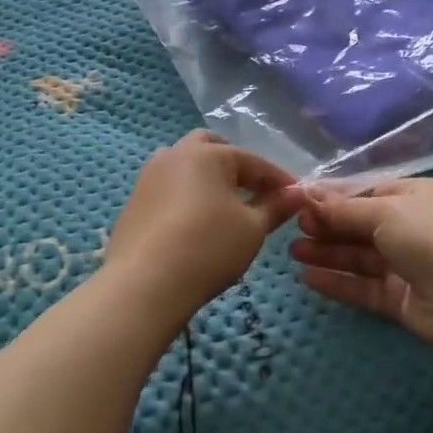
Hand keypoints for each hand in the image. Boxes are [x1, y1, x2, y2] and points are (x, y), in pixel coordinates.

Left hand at [105, 130, 302, 326]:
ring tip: (225, 207)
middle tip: (255, 192)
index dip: (278, 179)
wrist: (145, 284)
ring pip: (185, 166)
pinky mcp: (135, 203)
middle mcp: (174, 155)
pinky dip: (187, 197)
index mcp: (207, 154)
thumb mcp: (252, 229)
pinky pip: (168, 189)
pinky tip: (196, 224)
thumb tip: (297, 194)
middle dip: (236, 166)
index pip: (253, 161)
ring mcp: (149, 177)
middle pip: (211, 148)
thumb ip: (275, 207)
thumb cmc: (208, 248)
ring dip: (208, 178)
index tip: (297, 196)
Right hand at [290, 178, 432, 348]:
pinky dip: (338, 282)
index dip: (335, 198)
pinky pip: (364, 287)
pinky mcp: (401, 299)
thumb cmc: (432, 237)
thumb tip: (307, 193)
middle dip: (328, 226)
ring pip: (360, 257)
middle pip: (362, 225)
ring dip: (328, 253)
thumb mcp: (386, 210)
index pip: (369, 192)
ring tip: (293, 251)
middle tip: (293, 228)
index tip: (300, 202)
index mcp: (417, 197)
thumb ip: (344, 208)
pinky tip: (308, 277)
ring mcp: (408, 266)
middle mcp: (414, 228)